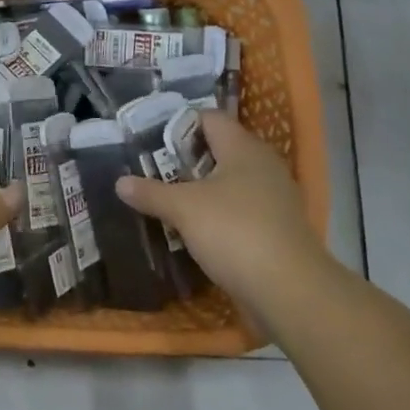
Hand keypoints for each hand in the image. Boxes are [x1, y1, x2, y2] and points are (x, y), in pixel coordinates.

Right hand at [114, 110, 330, 310]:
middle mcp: (263, 165)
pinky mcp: (276, 228)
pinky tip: (194, 229)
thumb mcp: (183, 209)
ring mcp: (274, 198)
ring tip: (167, 199)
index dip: (178, 124)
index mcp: (243, 148)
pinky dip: (217, 214)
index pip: (209, 118)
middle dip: (185, 160)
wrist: (289, 290)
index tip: (150, 140)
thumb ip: (151, 192)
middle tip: (152, 170)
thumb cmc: (234, 232)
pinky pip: (240, 209)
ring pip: (229, 182)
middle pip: (219, 150)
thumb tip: (120, 182)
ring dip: (201, 190)